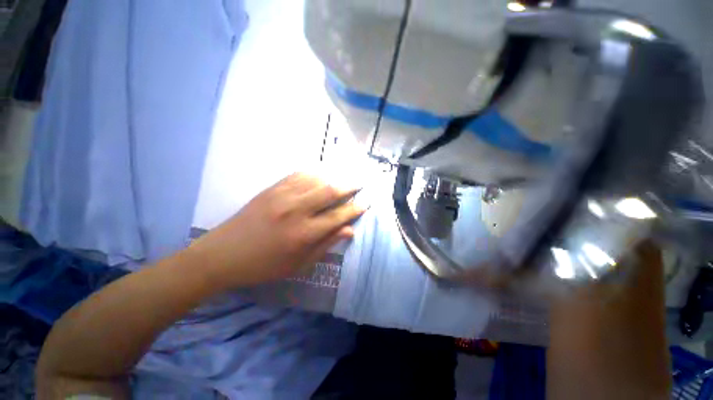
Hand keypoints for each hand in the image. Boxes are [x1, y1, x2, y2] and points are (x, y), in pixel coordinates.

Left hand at [188, 173, 364, 288]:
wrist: (223, 254)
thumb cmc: (265, 265)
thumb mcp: (299, 264)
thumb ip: (326, 244)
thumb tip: (349, 230)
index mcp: (304, 234)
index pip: (338, 216)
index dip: (355, 209)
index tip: (366, 204)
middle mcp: (296, 210)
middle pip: (330, 191)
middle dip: (349, 186)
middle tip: (360, 184)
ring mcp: (282, 196)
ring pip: (316, 179)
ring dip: (333, 178)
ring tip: (341, 182)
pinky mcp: (272, 189)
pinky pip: (298, 175)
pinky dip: (314, 174)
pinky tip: (319, 177)